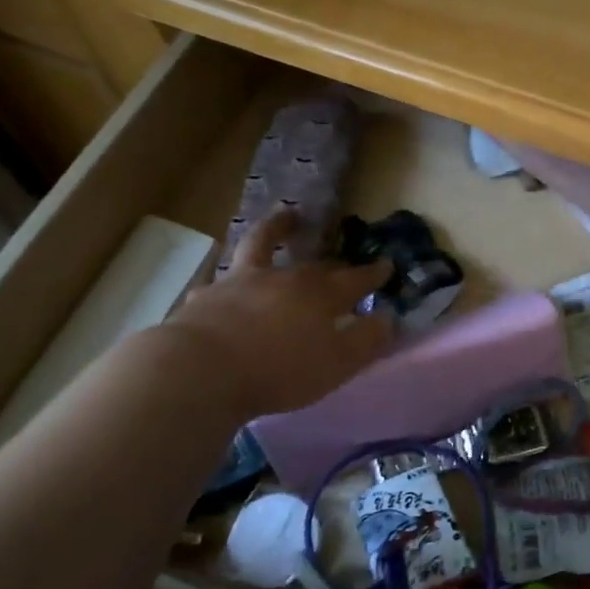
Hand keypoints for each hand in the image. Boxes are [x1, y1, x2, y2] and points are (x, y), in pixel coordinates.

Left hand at [150, 211, 393, 418]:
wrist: (202, 370)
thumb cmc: (280, 370)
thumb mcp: (336, 364)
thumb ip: (365, 341)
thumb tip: (388, 319)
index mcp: (319, 295)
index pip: (354, 280)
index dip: (372, 274)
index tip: (386, 265)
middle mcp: (282, 279)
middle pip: (313, 265)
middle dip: (332, 262)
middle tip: (340, 258)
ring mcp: (240, 283)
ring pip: (261, 247)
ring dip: (276, 231)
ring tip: (284, 218)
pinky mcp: (206, 299)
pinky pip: (220, 283)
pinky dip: (228, 282)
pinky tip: (223, 289)